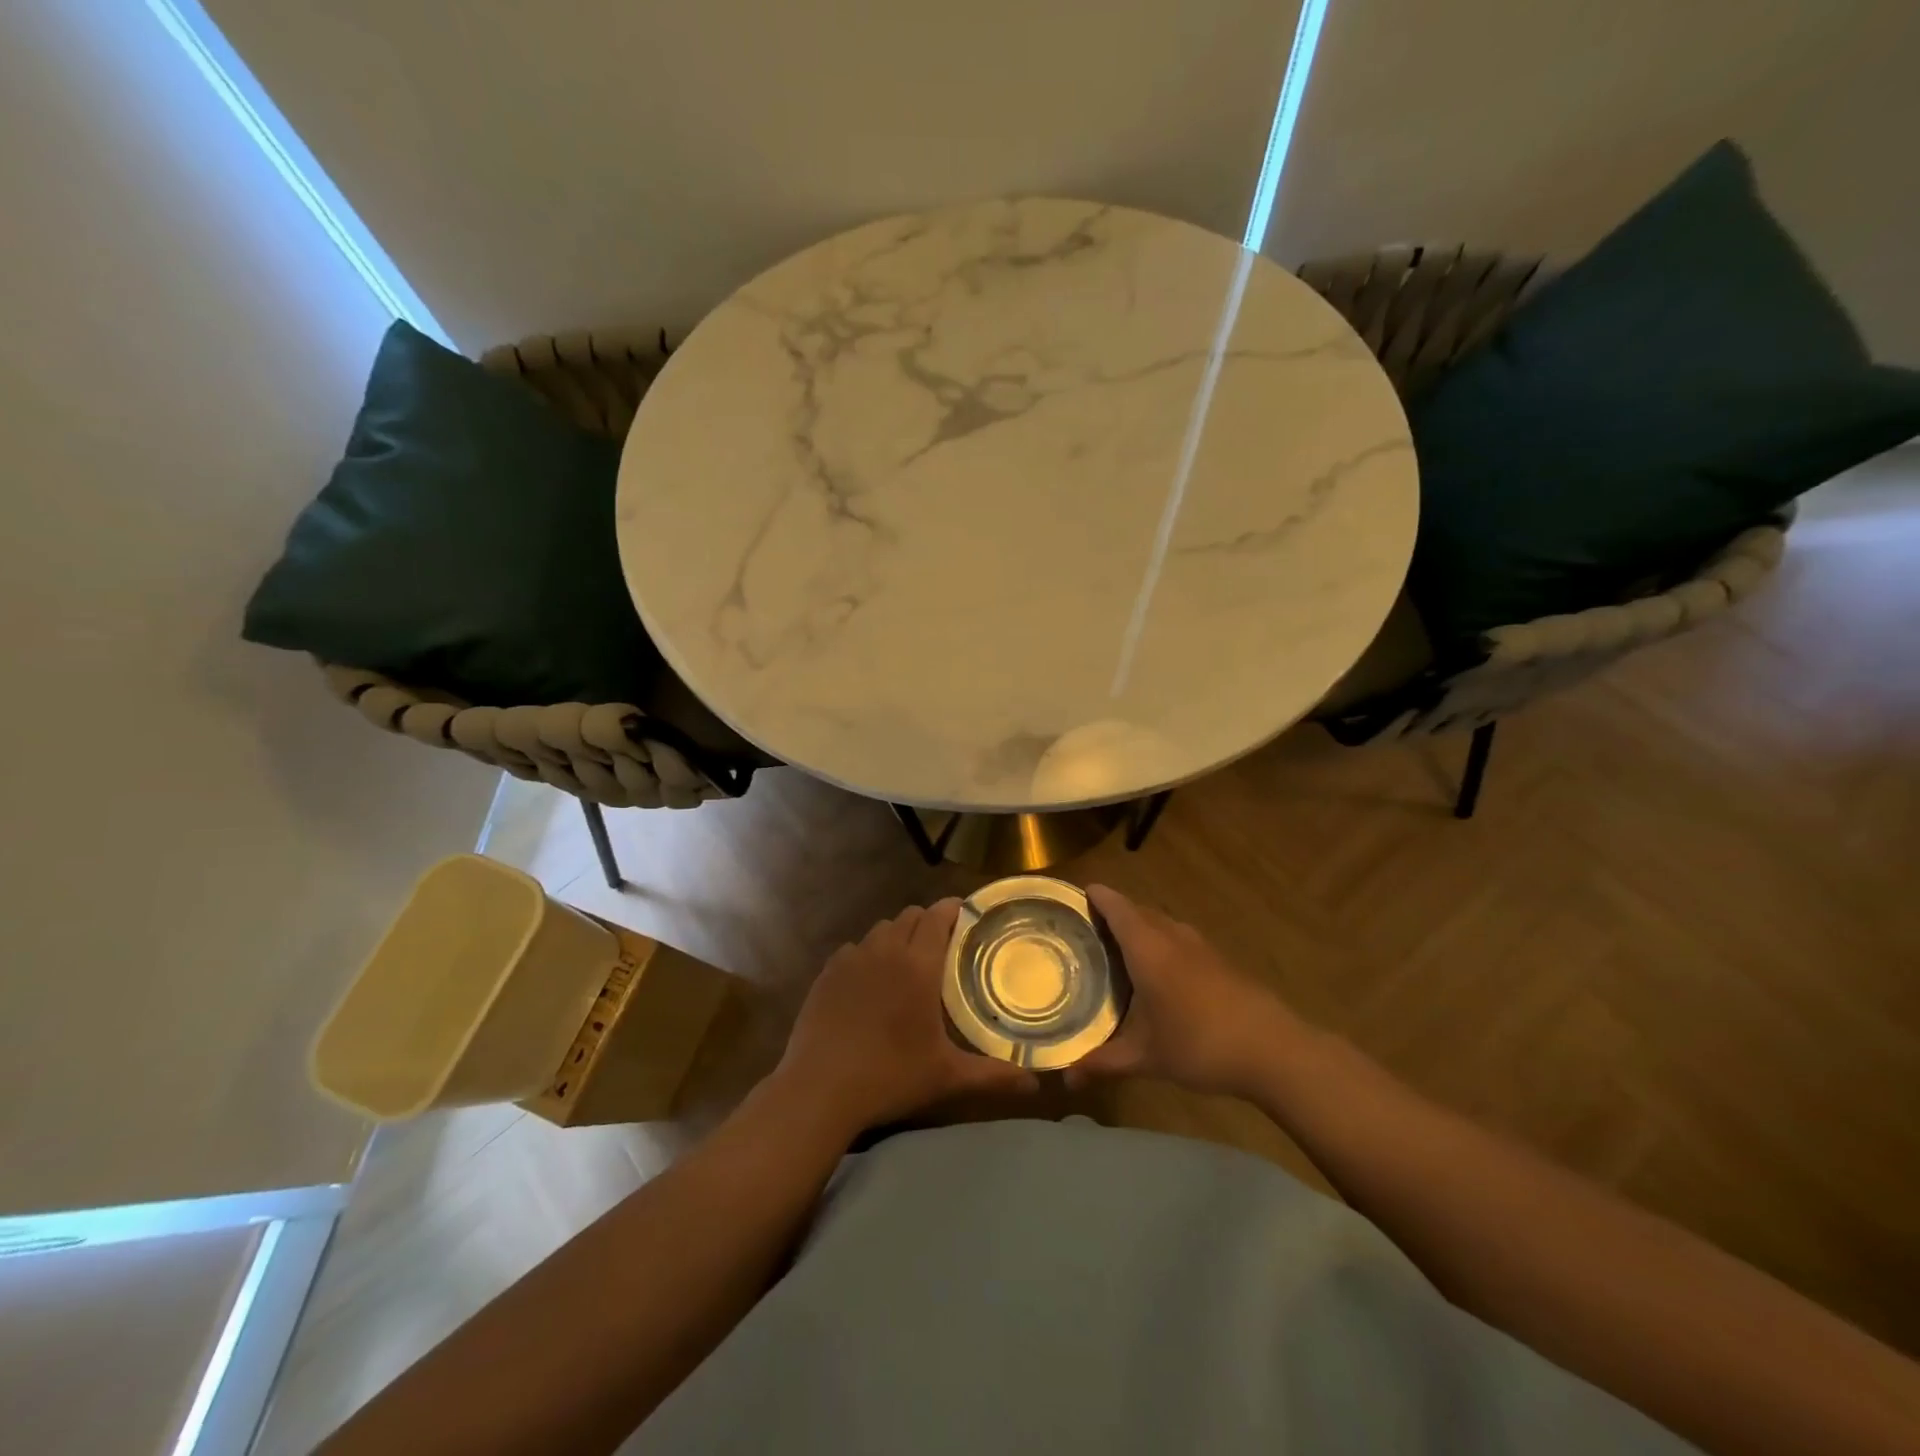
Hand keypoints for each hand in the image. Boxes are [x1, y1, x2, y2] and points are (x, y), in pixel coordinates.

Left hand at [773, 899, 1039, 1138]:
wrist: (820, 1089)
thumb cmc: (890, 1076)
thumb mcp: (947, 1076)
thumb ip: (992, 1075)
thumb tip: (1034, 1085)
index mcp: (918, 965)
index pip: (937, 916)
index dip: (953, 909)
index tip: (967, 914)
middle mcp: (885, 950)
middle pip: (910, 916)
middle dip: (928, 921)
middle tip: (943, 945)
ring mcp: (851, 959)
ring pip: (880, 930)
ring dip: (898, 936)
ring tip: (907, 962)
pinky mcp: (826, 973)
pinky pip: (853, 949)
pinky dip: (867, 955)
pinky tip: (870, 982)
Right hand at [1069, 884, 1302, 1097]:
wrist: (1273, 1050)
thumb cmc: (1199, 1044)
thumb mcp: (1146, 1058)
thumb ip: (1104, 1063)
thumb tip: (1065, 1080)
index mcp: (1148, 948)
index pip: (1116, 907)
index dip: (1096, 897)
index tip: (1075, 894)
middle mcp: (1172, 937)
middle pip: (1138, 912)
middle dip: (1114, 914)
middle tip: (1087, 930)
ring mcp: (1200, 947)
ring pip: (1162, 924)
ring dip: (1141, 928)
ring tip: (1119, 950)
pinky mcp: (1220, 961)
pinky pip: (1180, 939)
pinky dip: (1162, 944)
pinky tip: (1160, 974)